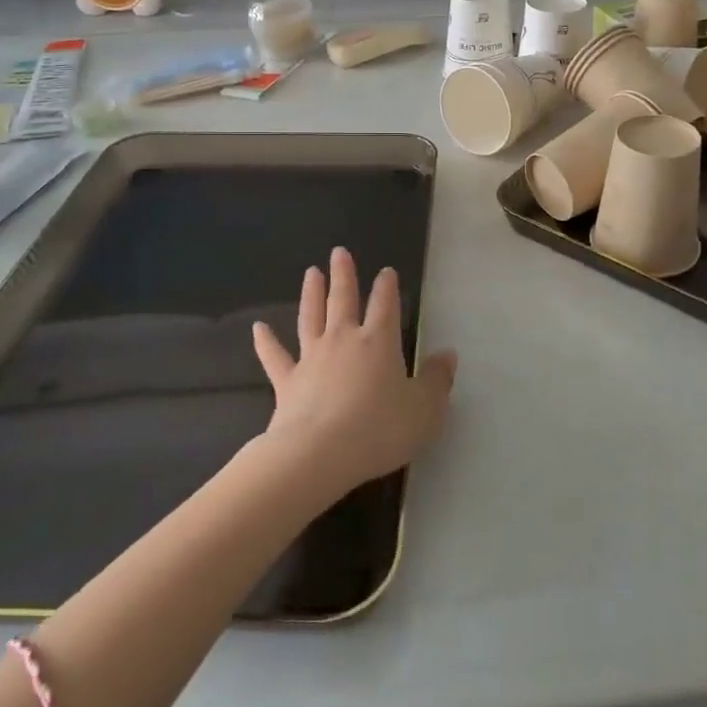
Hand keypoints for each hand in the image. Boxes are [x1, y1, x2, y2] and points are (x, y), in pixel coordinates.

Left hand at [252, 248, 456, 493]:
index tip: (386, 271)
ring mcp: (312, 358)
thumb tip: (448, 355)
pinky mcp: (287, 382)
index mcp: (378, 341)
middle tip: (339, 252)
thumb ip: (437, 380)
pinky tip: (258, 328)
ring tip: (311, 272)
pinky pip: (275, 356)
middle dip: (343, 275)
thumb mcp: (424, 410)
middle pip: (343, 299)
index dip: (387, 286)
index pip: (385, 304)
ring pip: (310, 317)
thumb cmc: (379, 429)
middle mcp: (344, 340)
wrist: (319, 454)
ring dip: (311, 293)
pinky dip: (266, 341)